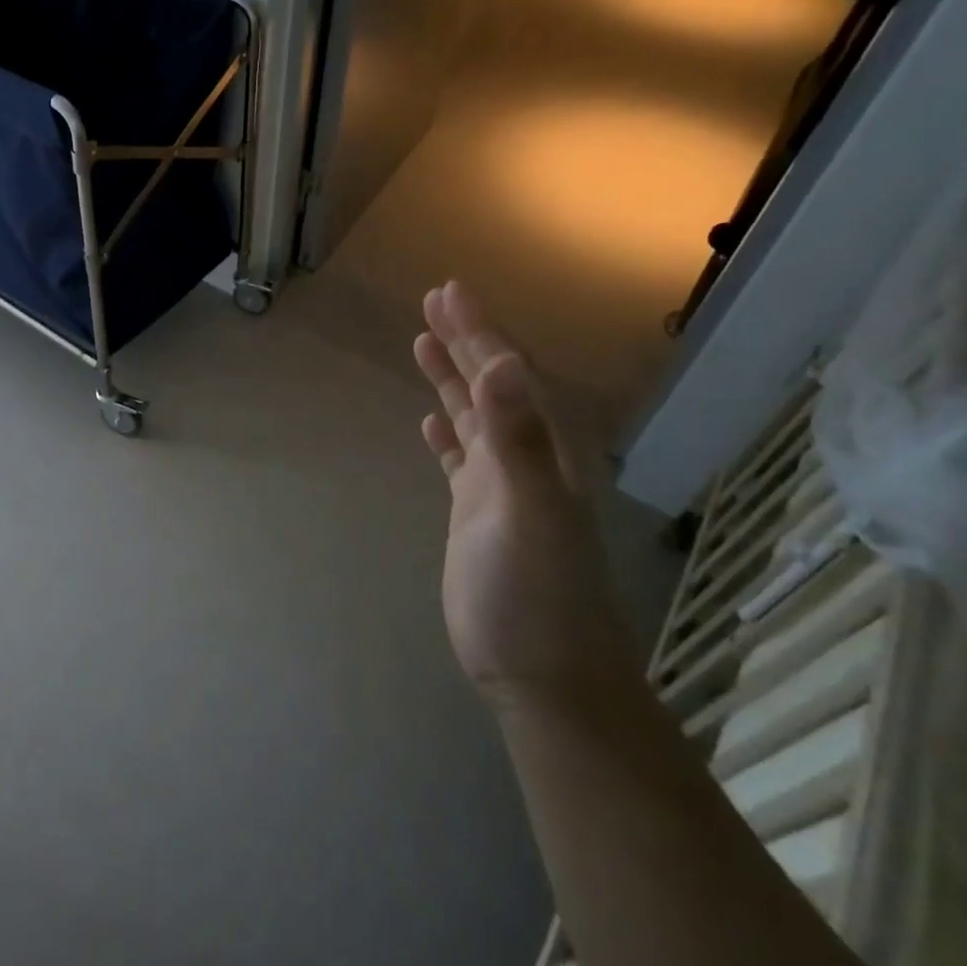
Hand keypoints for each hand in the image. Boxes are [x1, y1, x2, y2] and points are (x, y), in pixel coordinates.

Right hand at [413, 282, 638, 709]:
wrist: (543, 674)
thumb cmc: (539, 596)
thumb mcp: (529, 513)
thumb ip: (516, 440)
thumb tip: (504, 364)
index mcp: (540, 450)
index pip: (505, 375)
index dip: (479, 331)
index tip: (449, 292)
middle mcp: (523, 459)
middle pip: (491, 386)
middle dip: (465, 340)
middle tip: (433, 300)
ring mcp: (498, 488)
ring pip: (472, 417)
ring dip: (451, 378)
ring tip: (423, 342)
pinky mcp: (476, 514)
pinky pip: (458, 459)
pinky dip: (446, 433)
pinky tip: (431, 421)